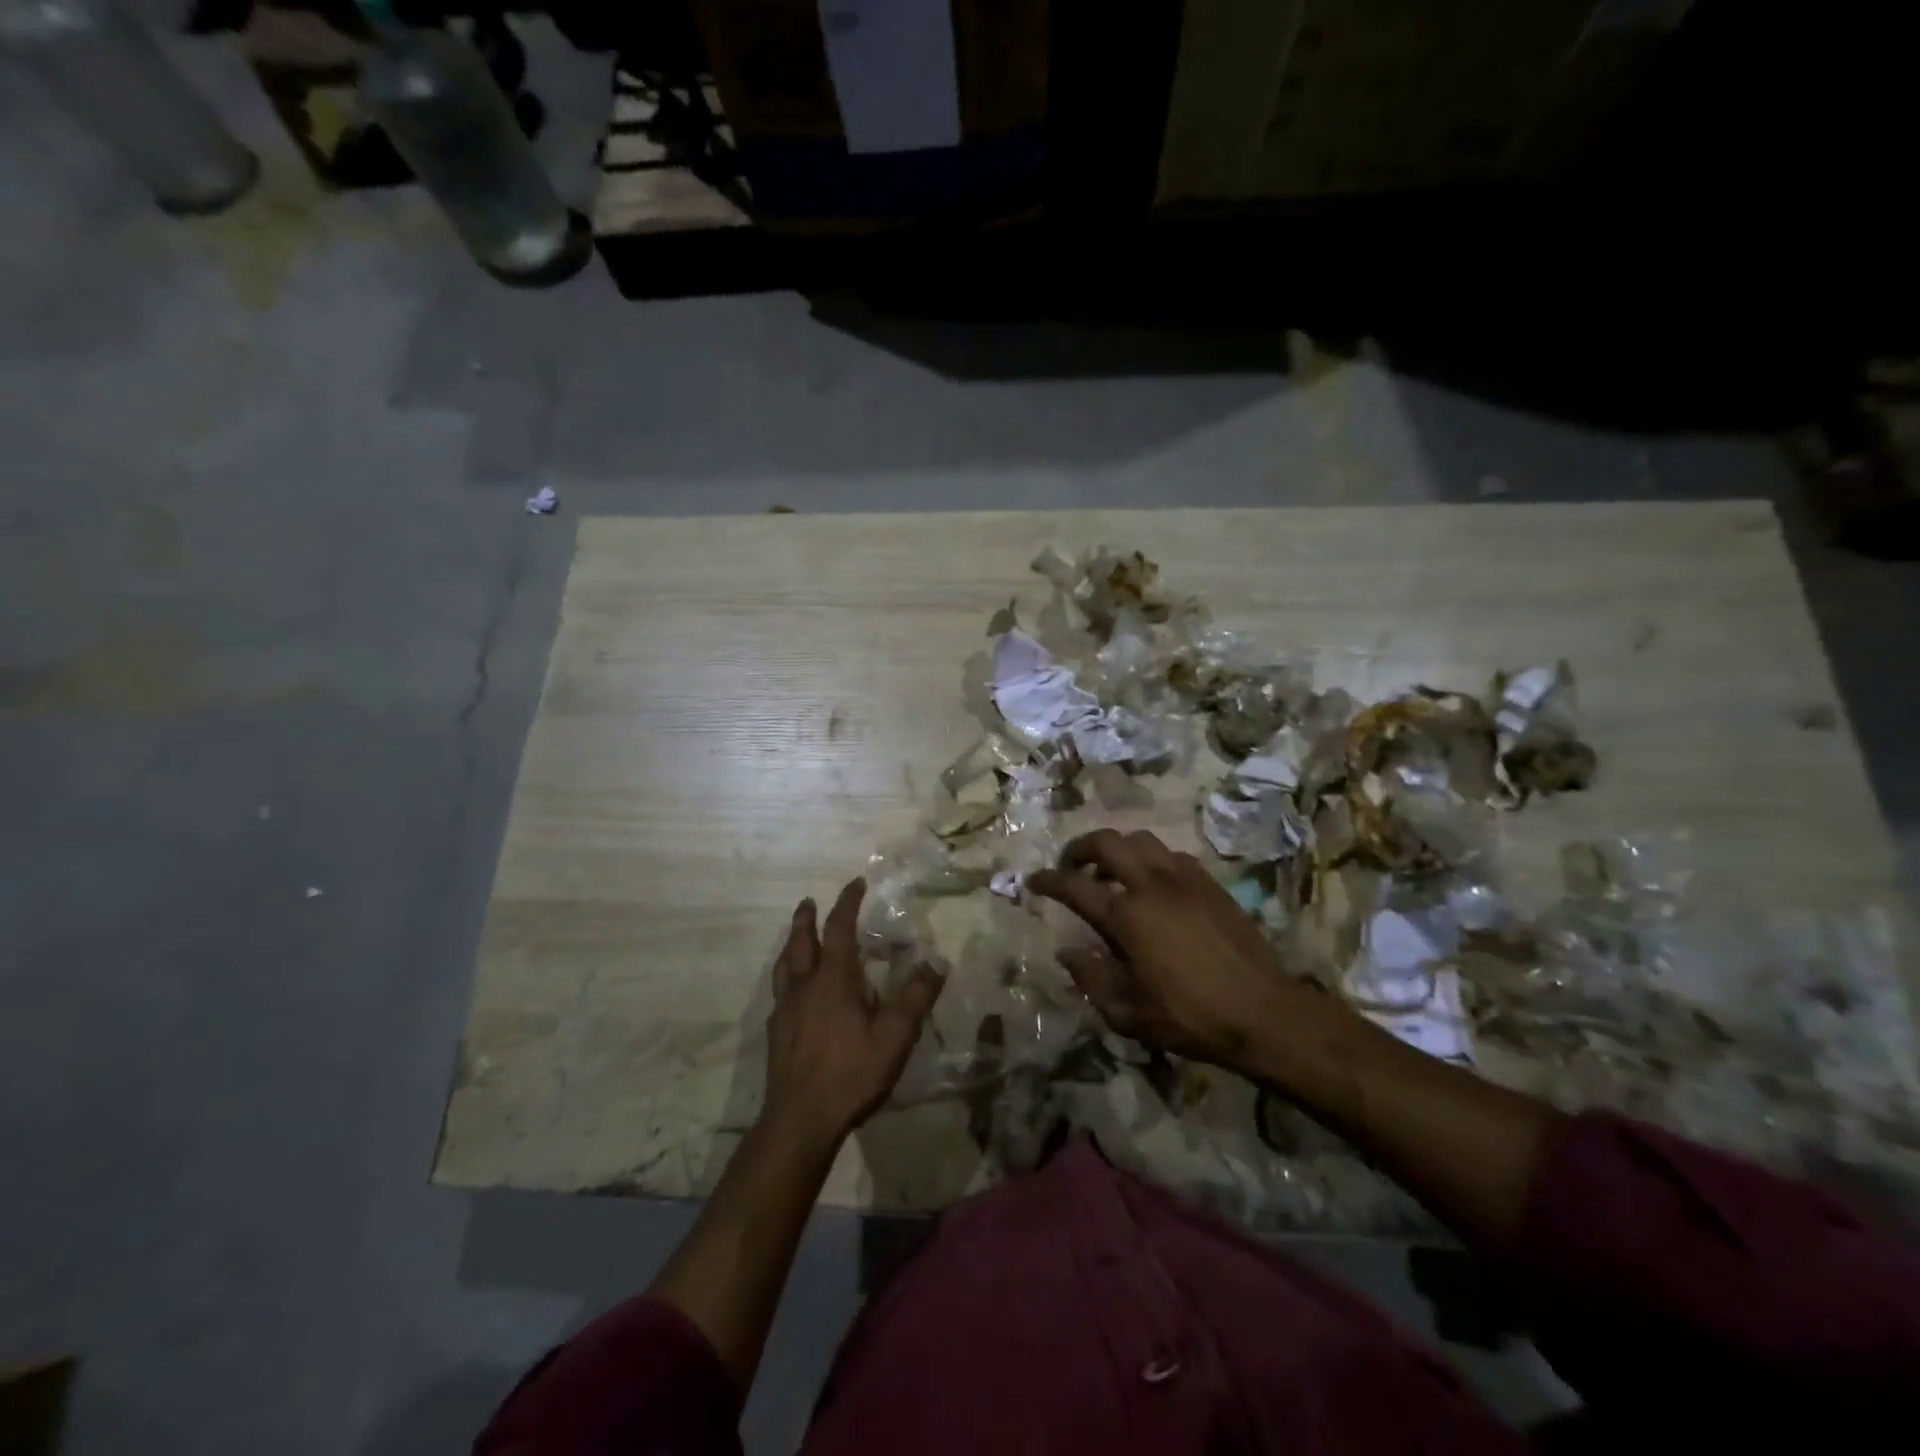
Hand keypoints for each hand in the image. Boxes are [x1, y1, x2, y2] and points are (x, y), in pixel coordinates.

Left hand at [761, 879, 944, 1148]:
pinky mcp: (776, 1033)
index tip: (856, 883)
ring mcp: (785, 1010)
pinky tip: (793, 993)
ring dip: (791, 944)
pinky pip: (780, 993)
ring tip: (796, 938)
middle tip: (809, 901)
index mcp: (833, 979)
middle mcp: (805, 986)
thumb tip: (936, 961)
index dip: (847, 903)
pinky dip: (787, 978)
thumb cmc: (851, 1073)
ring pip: (784, 965)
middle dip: (807, 918)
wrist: (800, 1120)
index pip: (839, 928)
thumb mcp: (894, 1036)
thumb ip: (915, 997)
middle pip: (801, 941)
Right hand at [1030, 829, 1307, 1072]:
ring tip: (1110, 871)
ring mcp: (1184, 878)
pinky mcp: (1210, 883)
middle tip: (1070, 866)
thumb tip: (1067, 953)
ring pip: (1141, 840)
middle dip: (1079, 848)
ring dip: (1117, 849)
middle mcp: (1151, 885)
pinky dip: (1151, 860)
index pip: (1073, 885)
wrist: (1263, 1012)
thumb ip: (1091, 978)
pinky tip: (1153, 884)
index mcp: (1126, 916)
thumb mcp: (1128, 1013)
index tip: (1034, 882)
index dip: (1048, 880)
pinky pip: (1171, 855)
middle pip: (1106, 842)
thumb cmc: (1190, 1017)